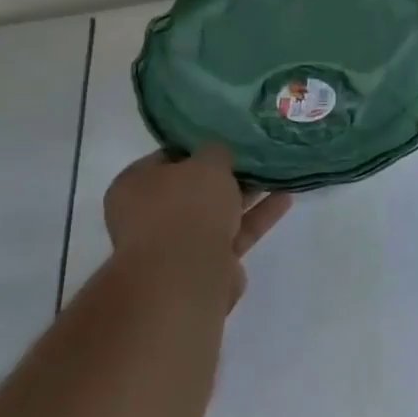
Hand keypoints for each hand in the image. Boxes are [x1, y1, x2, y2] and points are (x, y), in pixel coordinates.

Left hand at [103, 148, 292, 311]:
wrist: (187, 274)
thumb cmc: (187, 207)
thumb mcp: (207, 162)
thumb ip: (216, 152)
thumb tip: (217, 155)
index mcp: (134, 185)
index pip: (166, 158)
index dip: (197, 149)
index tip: (225, 141)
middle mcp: (149, 215)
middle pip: (192, 189)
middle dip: (223, 177)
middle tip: (253, 159)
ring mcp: (176, 244)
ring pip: (215, 213)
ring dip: (245, 196)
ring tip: (276, 176)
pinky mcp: (205, 265)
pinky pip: (234, 234)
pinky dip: (257, 218)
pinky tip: (284, 199)